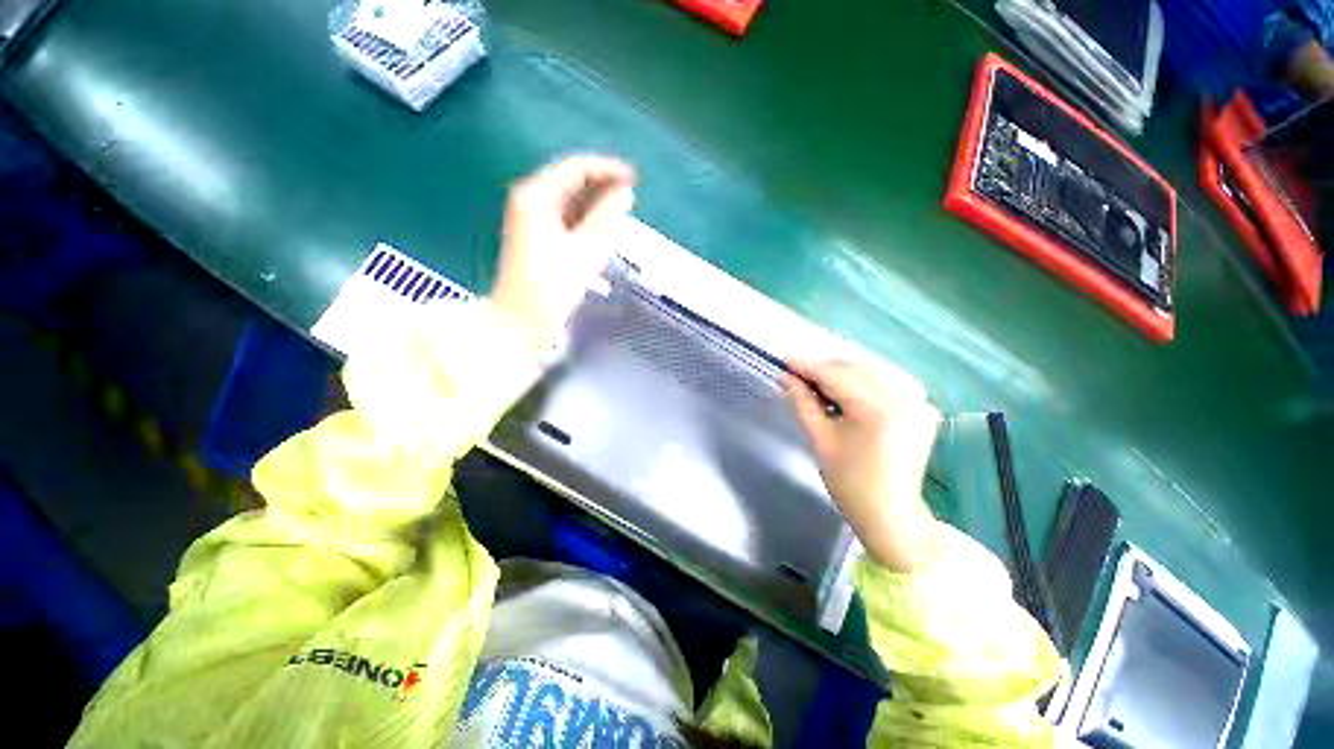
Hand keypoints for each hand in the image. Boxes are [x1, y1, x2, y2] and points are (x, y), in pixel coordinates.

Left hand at [491, 155, 635, 356]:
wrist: (523, 321)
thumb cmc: (551, 285)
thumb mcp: (585, 249)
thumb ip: (606, 217)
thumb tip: (625, 192)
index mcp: (535, 196)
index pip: (575, 168)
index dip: (607, 170)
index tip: (633, 178)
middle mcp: (531, 202)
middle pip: (572, 184)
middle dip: (603, 189)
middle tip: (631, 199)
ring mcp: (533, 222)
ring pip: (571, 204)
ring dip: (597, 207)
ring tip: (623, 215)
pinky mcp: (539, 241)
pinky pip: (568, 222)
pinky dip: (587, 223)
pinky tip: (604, 231)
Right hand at [785, 359, 943, 571]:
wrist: (891, 515)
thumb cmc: (850, 483)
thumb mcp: (820, 440)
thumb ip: (803, 402)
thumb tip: (787, 377)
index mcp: (877, 409)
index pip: (836, 375)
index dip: (807, 365)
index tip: (784, 360)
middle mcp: (903, 398)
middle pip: (854, 368)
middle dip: (823, 368)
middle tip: (796, 374)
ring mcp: (917, 402)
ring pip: (870, 372)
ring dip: (841, 374)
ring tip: (816, 384)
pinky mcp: (921, 409)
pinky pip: (885, 384)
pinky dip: (861, 383)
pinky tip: (845, 394)